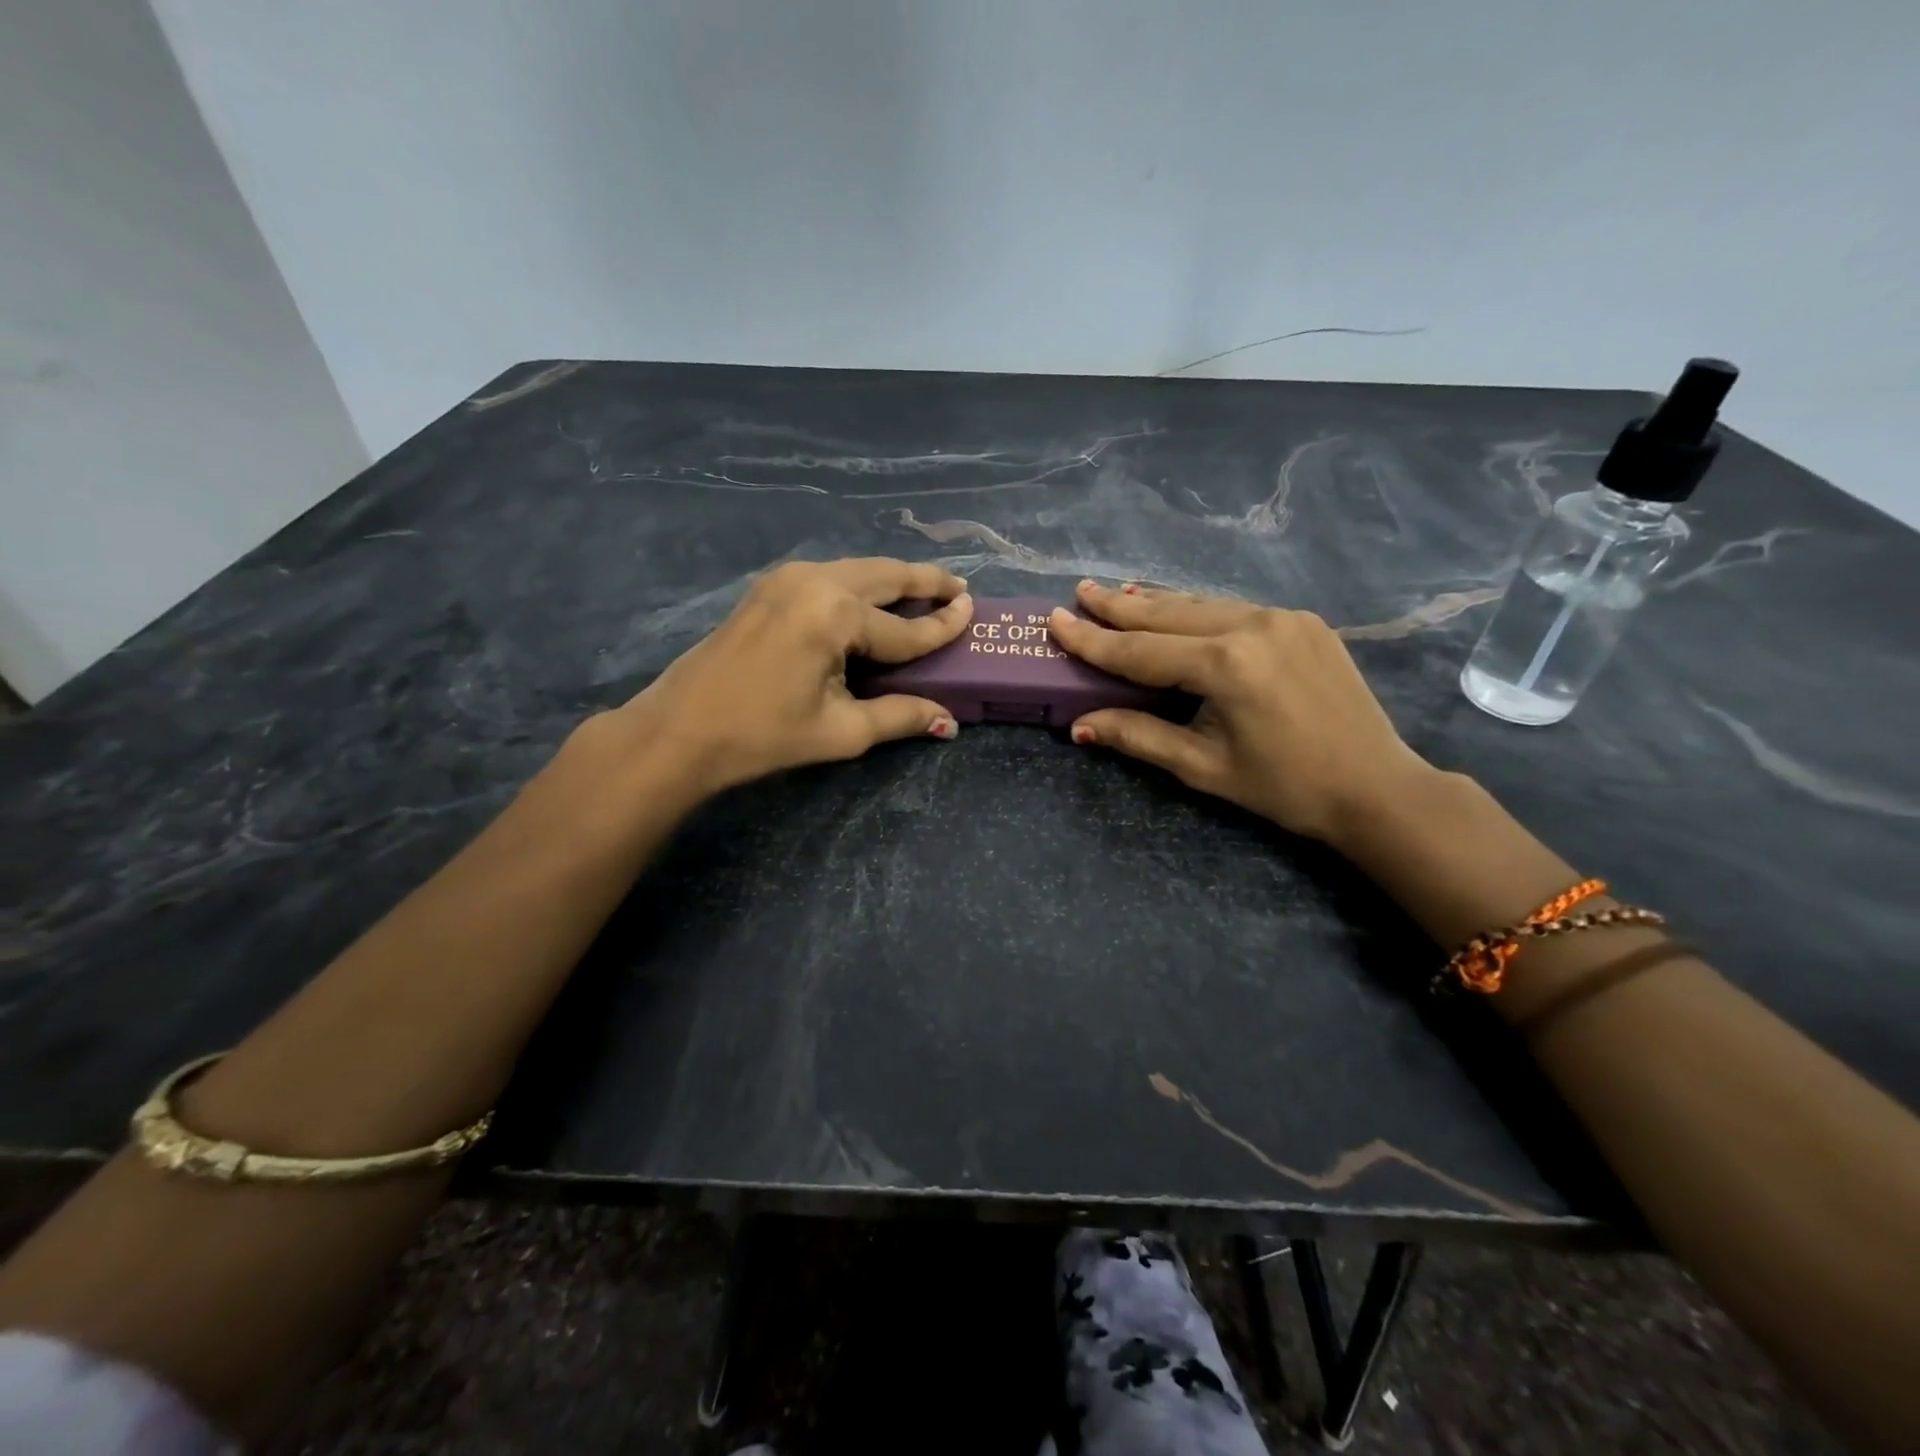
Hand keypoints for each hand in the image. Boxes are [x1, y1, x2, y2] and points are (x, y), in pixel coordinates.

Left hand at [610, 558, 971, 798]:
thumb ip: (899, 716)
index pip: (905, 627)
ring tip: (925, 591)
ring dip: (893, 580)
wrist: (680, 730)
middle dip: (925, 582)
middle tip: (959, 588)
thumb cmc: (763, 735)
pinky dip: (861, 586)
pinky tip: (874, 602)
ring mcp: (788, 578)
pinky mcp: (770, 587)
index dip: (943, 627)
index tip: (974, 613)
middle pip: (885, 576)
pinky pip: (831, 577)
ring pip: (858, 570)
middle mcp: (815, 581)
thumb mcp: (841, 730)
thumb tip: (948, 722)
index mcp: (835, 614)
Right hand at [1048, 581, 1437, 844]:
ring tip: (1118, 595)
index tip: (1055, 620)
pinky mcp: (1303, 621)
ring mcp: (1282, 617)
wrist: (1377, 787)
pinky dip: (1197, 612)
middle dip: (1119, 605)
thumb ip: (1140, 737)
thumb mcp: (1204, 767)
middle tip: (1080, 592)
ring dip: (1156, 604)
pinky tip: (1178, 612)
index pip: (1140, 651)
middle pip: (1168, 613)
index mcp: (1226, 666)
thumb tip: (1079, 726)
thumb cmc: (1285, 787)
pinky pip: (1234, 610)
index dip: (1092, 639)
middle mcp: (1252, 626)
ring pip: (1202, 604)